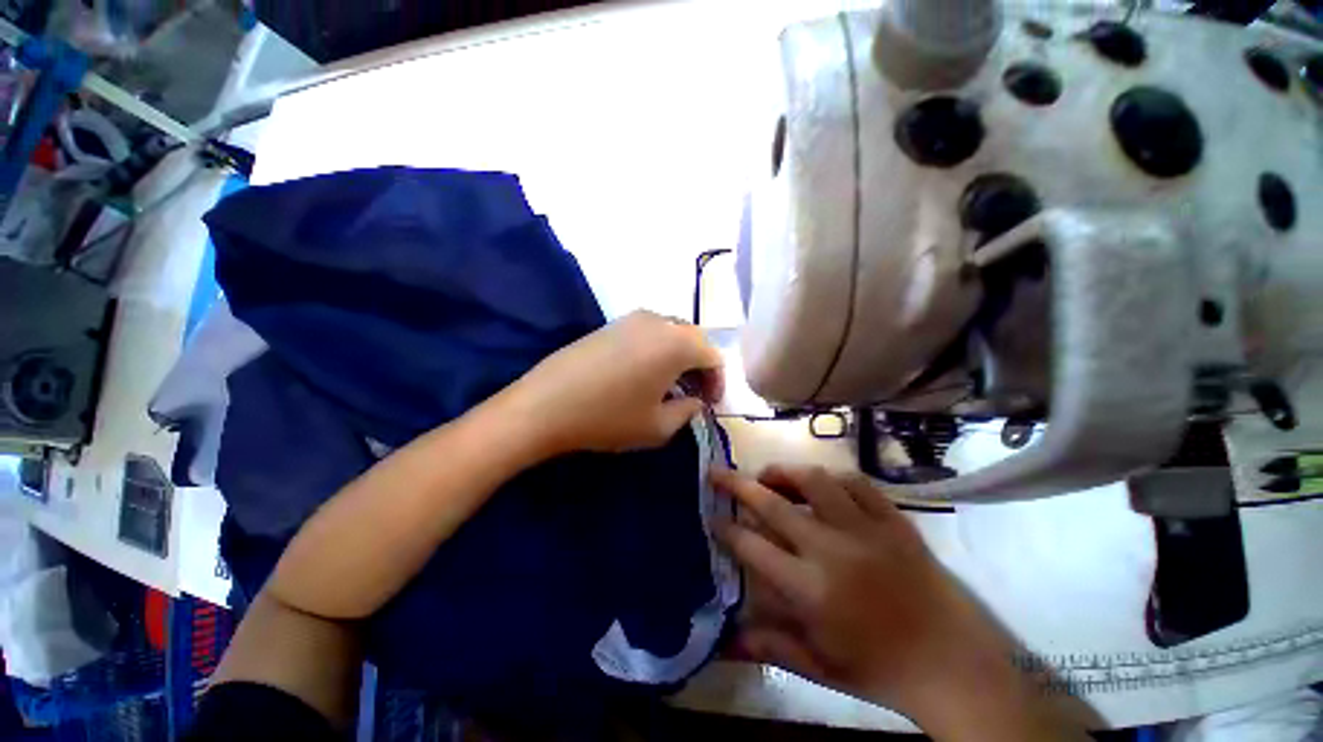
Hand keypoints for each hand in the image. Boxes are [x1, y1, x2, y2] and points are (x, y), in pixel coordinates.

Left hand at [504, 310, 723, 455]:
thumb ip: (688, 411)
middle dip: (699, 367)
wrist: (545, 405)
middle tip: (694, 394)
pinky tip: (645, 373)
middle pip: (694, 339)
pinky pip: (648, 332)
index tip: (710, 404)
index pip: (713, 356)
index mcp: (677, 343)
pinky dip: (658, 350)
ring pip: (671, 333)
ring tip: (670, 385)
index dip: (717, 382)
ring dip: (679, 357)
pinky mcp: (611, 323)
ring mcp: (632, 318)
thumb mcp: (658, 426)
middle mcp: (659, 321)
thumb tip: (695, 400)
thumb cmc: (608, 418)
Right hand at [713, 466, 1088, 739]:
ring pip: (815, 481)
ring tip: (770, 475)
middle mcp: (833, 550)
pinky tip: (822, 484)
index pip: (753, 547)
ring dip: (785, 473)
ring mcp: (867, 530)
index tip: (712, 517)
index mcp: (811, 589)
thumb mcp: (820, 667)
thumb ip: (770, 645)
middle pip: (774, 504)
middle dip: (738, 484)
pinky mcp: (895, 521)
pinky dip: (832, 478)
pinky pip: (857, 483)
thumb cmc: (880, 670)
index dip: (726, 528)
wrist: (953, 665)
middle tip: (718, 472)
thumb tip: (724, 639)